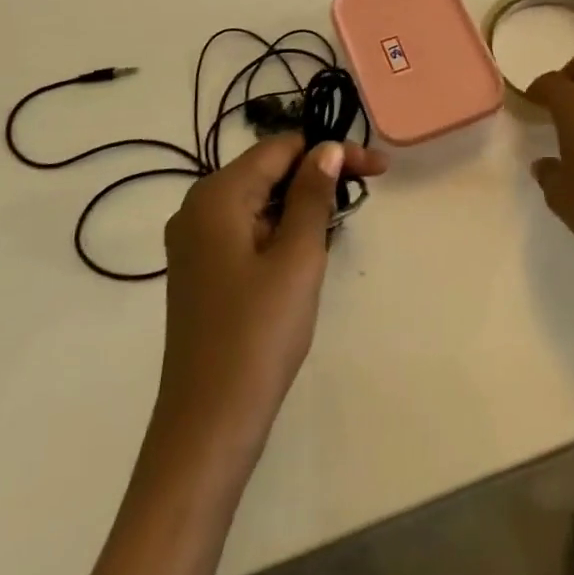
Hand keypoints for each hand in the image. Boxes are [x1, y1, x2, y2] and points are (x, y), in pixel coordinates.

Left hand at [156, 133, 389, 447]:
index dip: (332, 151)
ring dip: (301, 204)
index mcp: (216, 196)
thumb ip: (313, 195)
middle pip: (268, 170)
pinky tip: (305, 251)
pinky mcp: (201, 271)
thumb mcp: (297, 257)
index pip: (281, 148)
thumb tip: (327, 149)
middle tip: (367, 190)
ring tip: (340, 223)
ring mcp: (195, 243)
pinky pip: (247, 230)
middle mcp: (197, 209)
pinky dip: (281, 230)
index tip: (378, 169)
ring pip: (259, 201)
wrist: (208, 425)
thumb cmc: (258, 334)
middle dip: (317, 176)